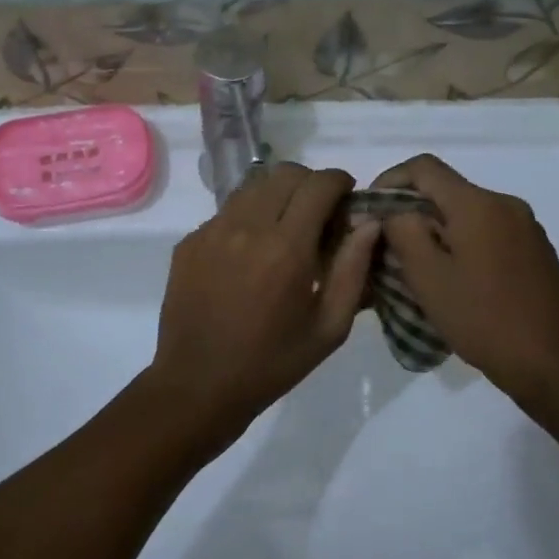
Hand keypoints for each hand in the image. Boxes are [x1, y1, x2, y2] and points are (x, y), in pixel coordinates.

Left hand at [146, 163, 378, 454]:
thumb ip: (353, 270)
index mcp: (286, 248)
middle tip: (319, 214)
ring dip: (276, 195)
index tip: (347, 198)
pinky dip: (246, 217)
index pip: (318, 184)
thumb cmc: (272, 363)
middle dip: (309, 184)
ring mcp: (211, 231)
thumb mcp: (329, 328)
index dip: (339, 182)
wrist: (198, 384)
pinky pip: (225, 211)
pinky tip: (249, 253)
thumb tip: (369, 223)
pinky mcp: (189, 242)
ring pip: (252, 186)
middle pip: (284, 173)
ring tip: (284, 228)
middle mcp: (246, 227)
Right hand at [372, 154, 558, 413]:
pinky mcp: (537, 250)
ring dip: (437, 228)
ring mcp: (526, 226)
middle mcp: (506, 204)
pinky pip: (489, 230)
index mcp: (478, 204)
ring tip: (419, 265)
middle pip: (447, 189)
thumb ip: (402, 231)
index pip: (424, 167)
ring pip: (468, 212)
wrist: (551, 364)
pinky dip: (463, 242)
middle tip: (389, 244)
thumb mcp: (427, 276)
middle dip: (412, 209)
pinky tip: (456, 277)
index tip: (372, 210)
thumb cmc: (481, 318)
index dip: (390, 179)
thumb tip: (393, 210)